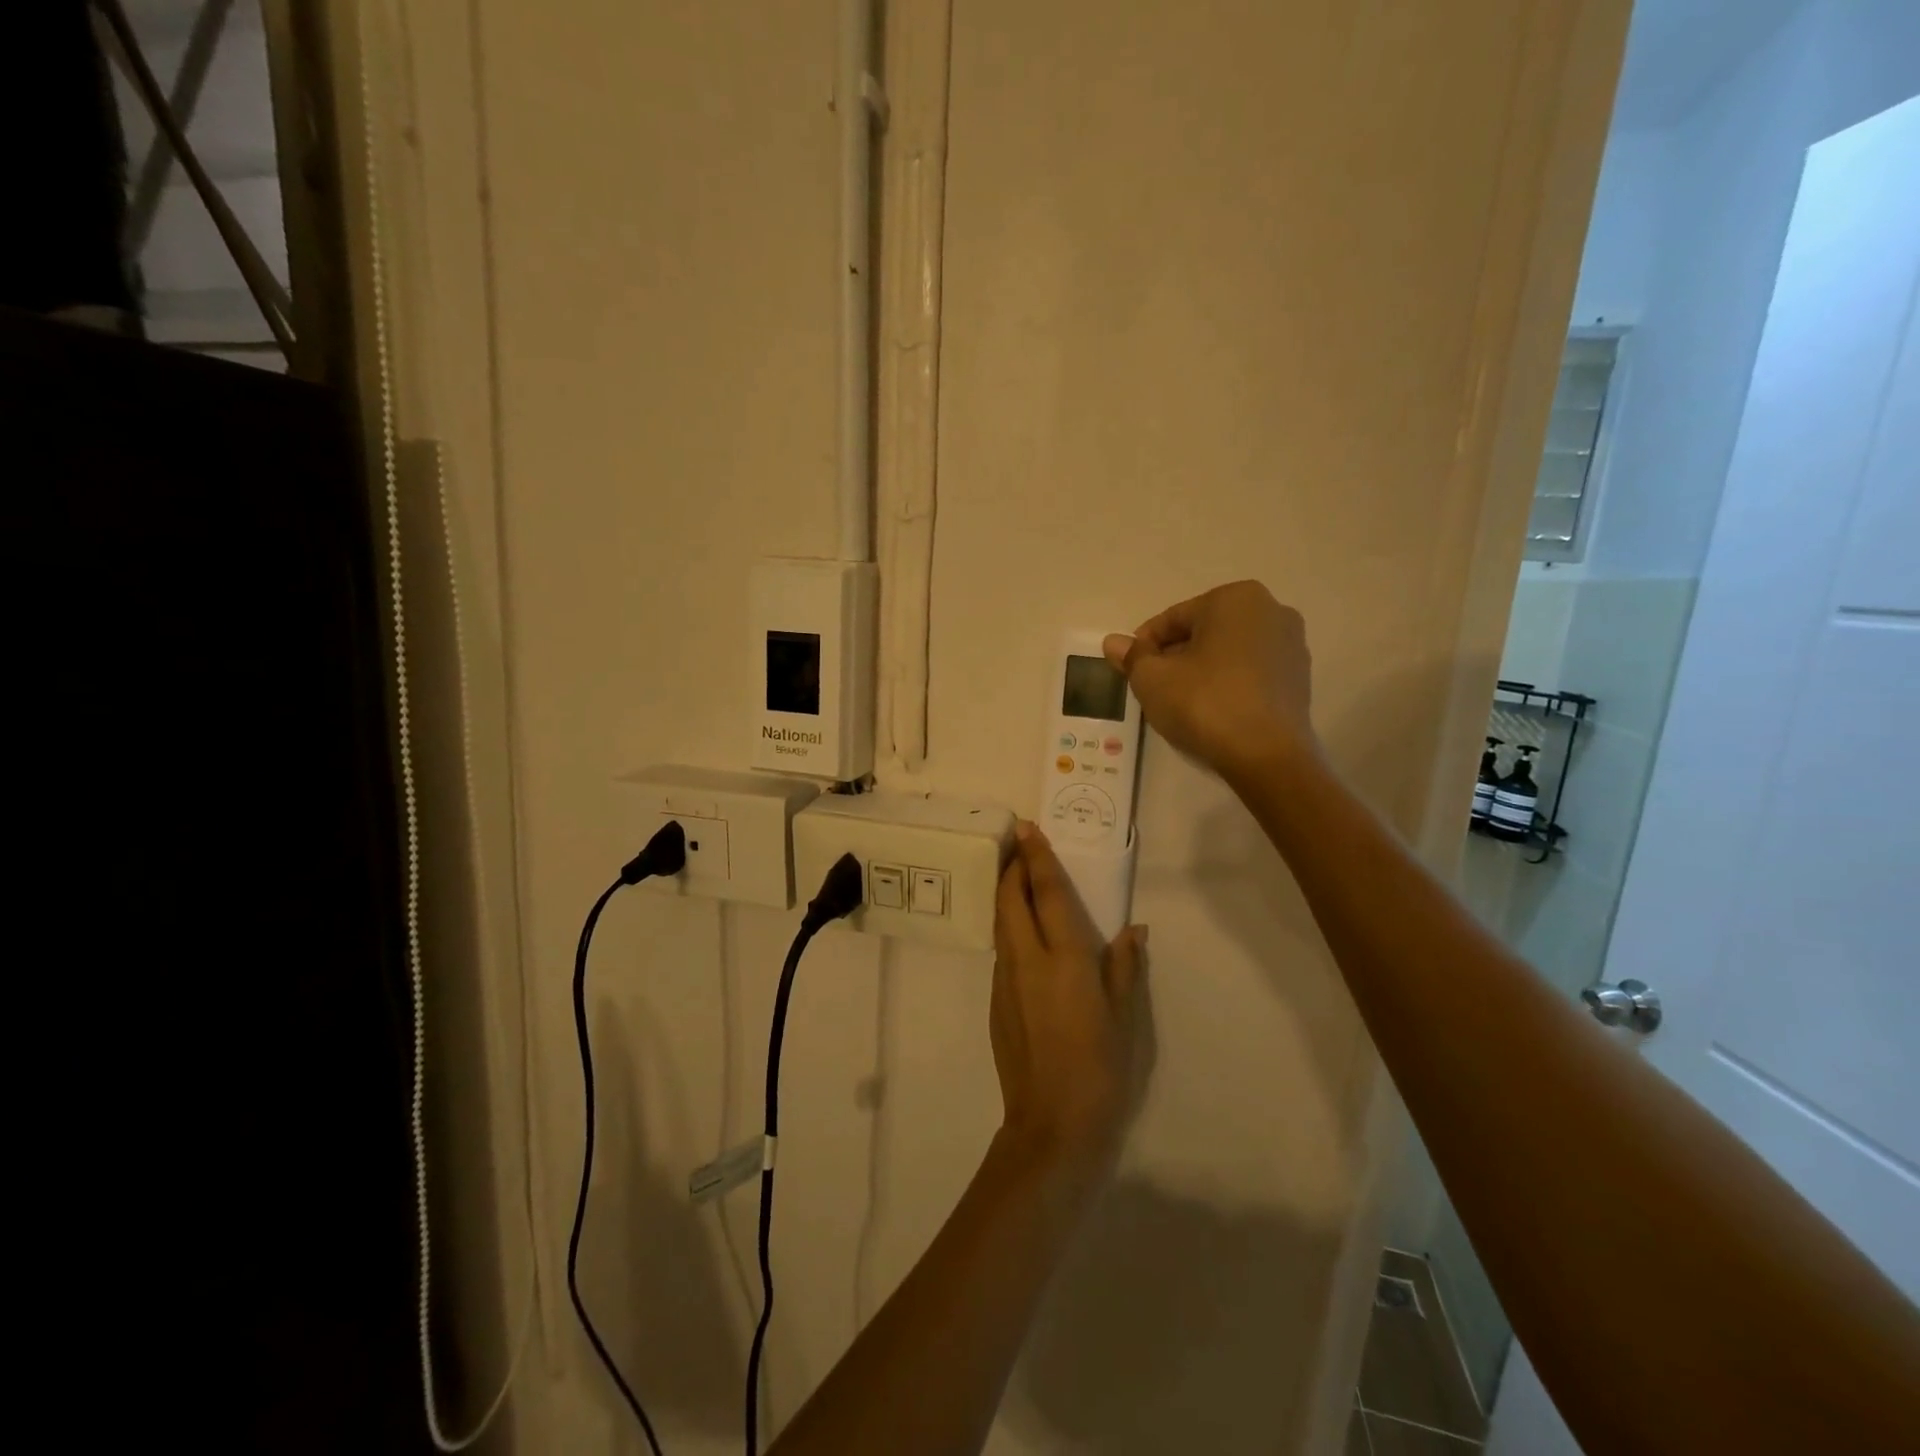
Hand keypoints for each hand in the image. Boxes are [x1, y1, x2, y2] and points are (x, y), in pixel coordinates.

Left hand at [991, 823, 1145, 1175]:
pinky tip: (1022, 936)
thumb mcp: (1126, 1018)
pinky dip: (1008, 929)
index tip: (1027, 829)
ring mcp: (1006, 982)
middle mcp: (1028, 961)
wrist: (1053, 1124)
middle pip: (1010, 900)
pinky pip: (1001, 952)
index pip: (1046, 894)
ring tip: (1017, 880)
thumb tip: (1133, 930)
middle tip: (1019, 847)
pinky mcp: (996, 1002)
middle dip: (1012, 868)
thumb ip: (1125, 968)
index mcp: (1065, 960)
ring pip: (1000, 924)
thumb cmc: (1101, 1068)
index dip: (1037, 858)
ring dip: (1006, 896)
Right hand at [1103, 580, 1317, 784]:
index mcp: (1235, 598)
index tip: (1130, 670)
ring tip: (1180, 702)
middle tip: (1153, 687)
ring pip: (1229, 652)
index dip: (1144, 645)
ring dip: (1201, 670)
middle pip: (1204, 632)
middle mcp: (1271, 610)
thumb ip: (1132, 656)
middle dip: (1176, 656)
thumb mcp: (1152, 679)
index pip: (1174, 618)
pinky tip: (1212, 711)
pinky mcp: (1300, 679)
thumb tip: (1113, 642)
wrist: (1266, 755)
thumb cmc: (1204, 703)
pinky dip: (1228, 684)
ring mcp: (1291, 645)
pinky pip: (1251, 673)